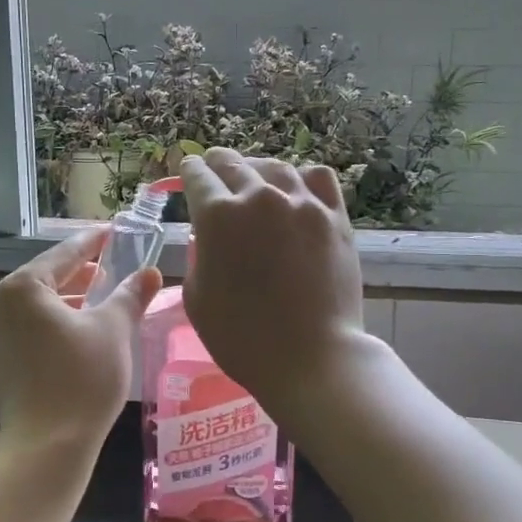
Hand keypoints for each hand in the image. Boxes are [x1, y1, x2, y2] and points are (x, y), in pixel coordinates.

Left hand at [0, 228, 160, 453]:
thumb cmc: (82, 378)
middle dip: (83, 272)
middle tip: (114, 264)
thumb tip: (150, 272)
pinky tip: (84, 333)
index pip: (66, 253)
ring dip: (73, 299)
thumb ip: (130, 295)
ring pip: (42, 306)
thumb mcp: (114, 330)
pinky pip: (34, 329)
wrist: (47, 448)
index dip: (94, 242)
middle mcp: (2, 306)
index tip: (114, 231)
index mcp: (24, 288)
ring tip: (104, 299)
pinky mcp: (3, 364)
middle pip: (49, 277)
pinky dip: (60, 323)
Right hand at [179, 149, 369, 415]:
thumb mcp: (197, 297)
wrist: (310, 358)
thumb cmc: (241, 337)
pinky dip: (301, 178)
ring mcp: (302, 203)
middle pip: (232, 163)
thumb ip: (200, 255)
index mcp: (218, 215)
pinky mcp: (334, 216)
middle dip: (216, 164)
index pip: (196, 175)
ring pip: (274, 167)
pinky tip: (295, 190)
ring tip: (253, 179)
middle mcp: (259, 197)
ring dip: (256, 170)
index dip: (187, 171)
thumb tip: (210, 237)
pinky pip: (317, 178)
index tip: (187, 171)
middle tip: (212, 168)